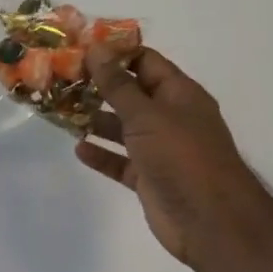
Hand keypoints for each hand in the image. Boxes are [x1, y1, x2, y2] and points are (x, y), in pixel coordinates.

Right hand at [76, 45, 260, 263]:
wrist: (212, 223)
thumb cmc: (182, 156)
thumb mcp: (146, 114)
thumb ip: (118, 84)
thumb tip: (96, 48)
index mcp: (179, 94)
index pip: (144, 61)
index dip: (114, 52)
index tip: (79, 47)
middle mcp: (171, 117)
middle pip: (130, 93)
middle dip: (98, 86)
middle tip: (61, 78)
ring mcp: (161, 149)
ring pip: (123, 127)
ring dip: (95, 120)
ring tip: (60, 111)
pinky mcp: (150, 178)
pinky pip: (120, 160)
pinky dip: (101, 154)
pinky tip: (78, 148)